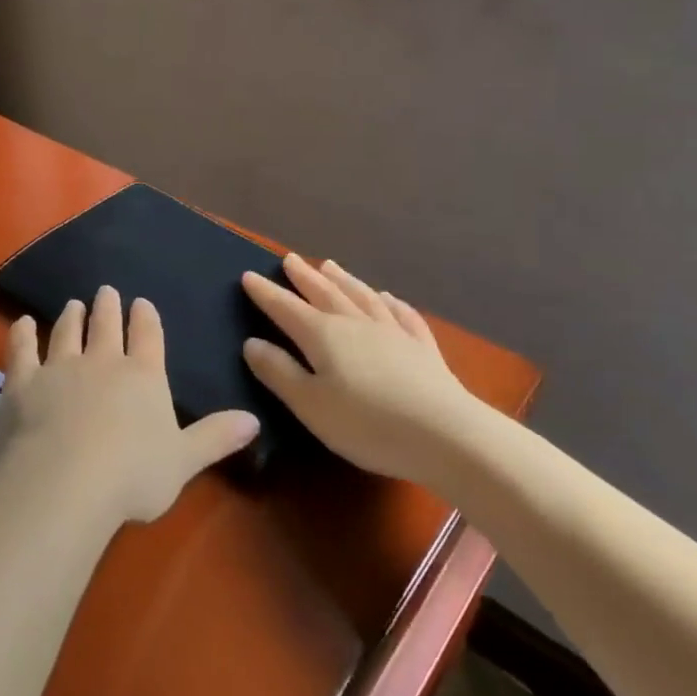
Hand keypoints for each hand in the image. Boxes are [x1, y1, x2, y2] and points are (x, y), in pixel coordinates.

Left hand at [4, 286, 258, 524]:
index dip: (146, 318)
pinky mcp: (24, 381)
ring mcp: (60, 367)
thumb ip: (217, 437)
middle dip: (107, 306)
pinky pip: (22, 350)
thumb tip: (255, 419)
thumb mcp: (185, 460)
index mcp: (143, 375)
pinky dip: (21, 334)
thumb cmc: (133, 474)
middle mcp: (102, 361)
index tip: (141, 303)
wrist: (67, 480)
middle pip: (106, 325)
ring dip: (71, 316)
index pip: (148, 336)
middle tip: (106, 291)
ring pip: (66, 332)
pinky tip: (21, 323)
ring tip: (73, 304)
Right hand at [241, 255, 481, 483]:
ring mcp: (393, 332)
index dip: (265, 293)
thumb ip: (279, 372)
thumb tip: (252, 343)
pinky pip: (403, 315)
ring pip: (362, 296)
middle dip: (303, 276)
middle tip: (289, 259)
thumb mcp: (310, 405)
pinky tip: (388, 297)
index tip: (248, 275)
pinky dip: (391, 302)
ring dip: (343, 279)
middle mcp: (355, 324)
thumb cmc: (368, 424)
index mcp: (322, 335)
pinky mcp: (423, 348)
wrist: (448, 436)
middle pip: (324, 293)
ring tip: (329, 265)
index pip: (285, 308)